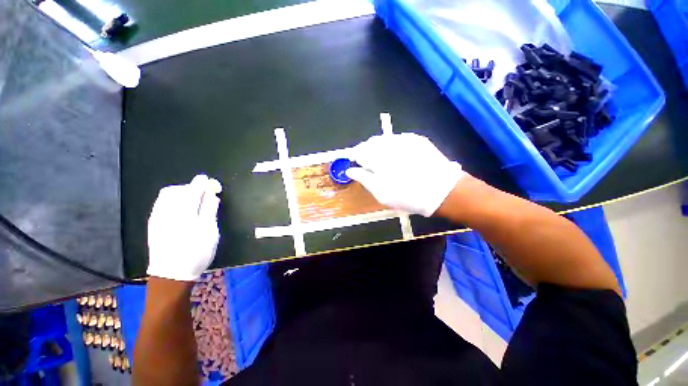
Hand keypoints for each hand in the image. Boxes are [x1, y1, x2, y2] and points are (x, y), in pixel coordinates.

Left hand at [147, 175, 221, 280]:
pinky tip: (181, 209)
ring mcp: (157, 217)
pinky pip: (161, 204)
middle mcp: (167, 212)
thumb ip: (210, 210)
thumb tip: (211, 195)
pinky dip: (172, 200)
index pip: (192, 190)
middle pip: (176, 190)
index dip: (200, 183)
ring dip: (180, 193)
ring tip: (192, 201)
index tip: (206, 179)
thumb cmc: (196, 253)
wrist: (171, 275)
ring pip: (166, 196)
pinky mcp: (153, 224)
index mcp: (185, 213)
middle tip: (202, 194)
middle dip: (189, 187)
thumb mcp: (210, 232)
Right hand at [346, 133, 463, 216]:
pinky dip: (391, 145)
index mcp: (378, 161)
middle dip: (366, 151)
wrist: (442, 191)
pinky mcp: (416, 139)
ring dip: (377, 147)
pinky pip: (396, 138)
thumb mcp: (382, 194)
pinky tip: (396, 154)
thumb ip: (364, 179)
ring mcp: (403, 141)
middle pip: (369, 143)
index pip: (359, 153)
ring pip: (382, 139)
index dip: (356, 157)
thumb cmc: (408, 197)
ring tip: (382, 158)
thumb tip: (350, 170)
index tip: (356, 163)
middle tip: (369, 162)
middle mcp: (388, 147)